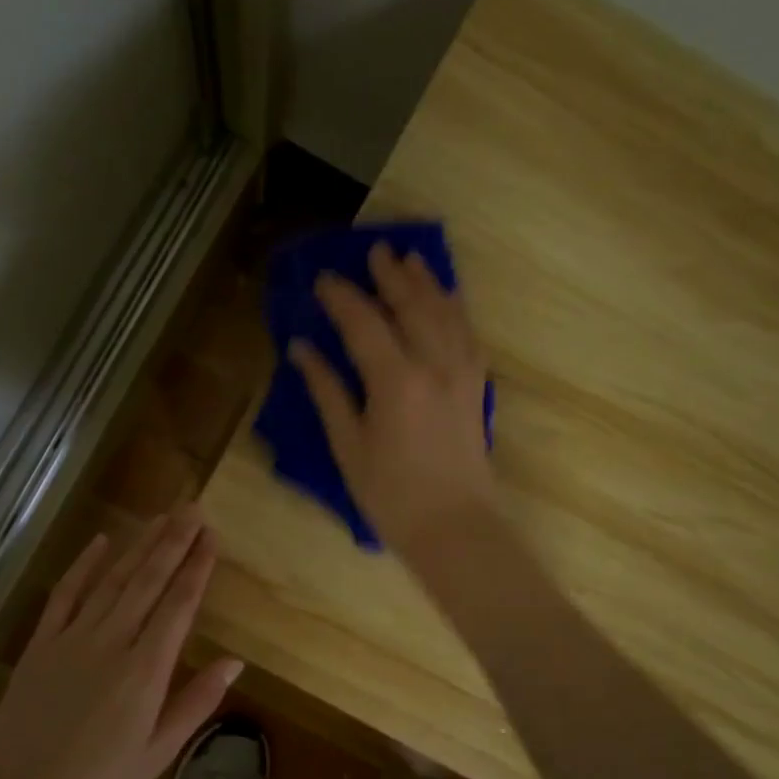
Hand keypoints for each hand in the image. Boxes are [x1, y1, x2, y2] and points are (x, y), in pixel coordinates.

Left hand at [0, 508, 242, 778]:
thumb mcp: (158, 753)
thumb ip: (196, 702)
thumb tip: (234, 660)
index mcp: (145, 670)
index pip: (178, 605)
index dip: (196, 567)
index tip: (211, 537)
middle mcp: (112, 642)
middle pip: (148, 581)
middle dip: (173, 542)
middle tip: (193, 509)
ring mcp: (72, 638)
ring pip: (112, 579)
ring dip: (138, 545)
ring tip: (161, 518)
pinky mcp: (41, 643)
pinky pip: (65, 594)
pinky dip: (83, 566)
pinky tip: (100, 542)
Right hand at [290, 243, 496, 558]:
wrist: (455, 527)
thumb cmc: (391, 495)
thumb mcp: (348, 446)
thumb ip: (327, 391)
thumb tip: (302, 349)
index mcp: (396, 380)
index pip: (364, 323)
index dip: (341, 297)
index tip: (322, 278)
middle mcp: (434, 364)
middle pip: (412, 305)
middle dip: (391, 276)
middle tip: (374, 250)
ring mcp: (462, 373)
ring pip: (446, 312)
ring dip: (427, 283)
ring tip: (411, 259)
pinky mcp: (476, 386)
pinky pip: (468, 333)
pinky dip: (455, 309)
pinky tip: (447, 300)